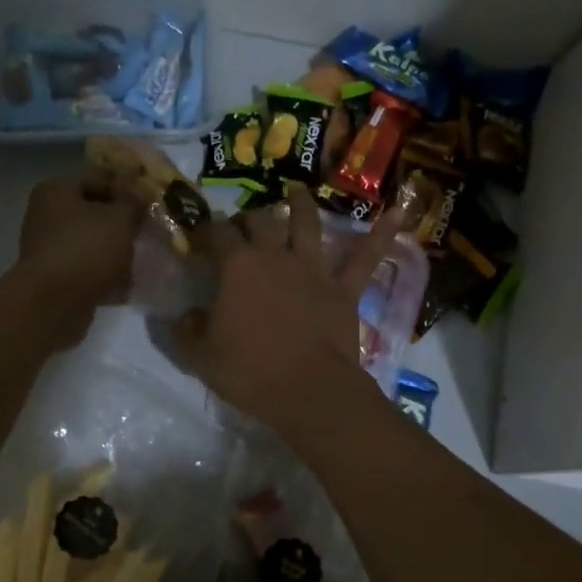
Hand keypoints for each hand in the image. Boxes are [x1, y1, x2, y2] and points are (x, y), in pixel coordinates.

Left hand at [13, 167, 146, 347]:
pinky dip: (109, 273)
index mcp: (57, 190)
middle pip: (95, 209)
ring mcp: (51, 248)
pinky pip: (89, 268)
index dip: (129, 184)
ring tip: (146, 255)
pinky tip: (132, 282)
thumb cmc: (86, 250)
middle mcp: (48, 214)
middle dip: (125, 219)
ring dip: (119, 248)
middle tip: (152, 228)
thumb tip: (143, 193)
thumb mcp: (120, 218)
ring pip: (94, 240)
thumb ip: (135, 201)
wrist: (52, 305)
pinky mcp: (58, 277)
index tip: (153, 199)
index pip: (99, 174)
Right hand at [175, 182, 398, 431]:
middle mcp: (275, 257)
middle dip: (245, 217)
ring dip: (300, 204)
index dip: (204, 230)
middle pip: (259, 221)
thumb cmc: (250, 373)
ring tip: (295, 190)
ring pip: (307, 224)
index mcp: (237, 268)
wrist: (309, 392)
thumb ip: (186, 331)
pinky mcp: (344, 288)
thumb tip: (182, 315)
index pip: (216, 234)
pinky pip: (366, 258)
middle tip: (239, 224)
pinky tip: (398, 214)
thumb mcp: (201, 357)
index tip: (197, 235)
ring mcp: (313, 270)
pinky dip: (382, 235)